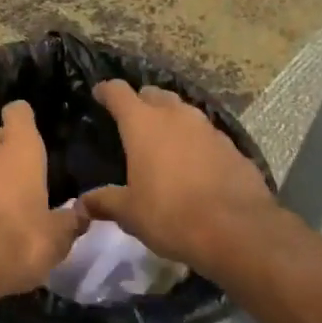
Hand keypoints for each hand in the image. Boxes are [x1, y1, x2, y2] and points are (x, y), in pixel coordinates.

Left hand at [0, 101, 85, 297]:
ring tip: (4, 206)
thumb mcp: (57, 237)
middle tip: (23, 177)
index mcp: (18, 150)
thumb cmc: (19, 240)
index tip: (32, 132)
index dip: (24, 119)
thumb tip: (82, 213)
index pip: (18, 112)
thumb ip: (70, 221)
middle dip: (6, 152)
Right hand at [81, 81, 288, 278]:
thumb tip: (83, 203)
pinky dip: (195, 142)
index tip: (99, 94)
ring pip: (183, 111)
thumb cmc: (171, 215)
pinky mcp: (232, 147)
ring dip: (171, 120)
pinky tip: (194, 164)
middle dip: (141, 102)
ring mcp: (208, 128)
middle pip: (154, 94)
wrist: (238, 231)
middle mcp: (176, 116)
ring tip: (163, 141)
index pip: (118, 92)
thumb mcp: (130, 213)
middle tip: (132, 120)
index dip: (106, 91)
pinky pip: (206, 135)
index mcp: (143, 124)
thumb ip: (105, 202)